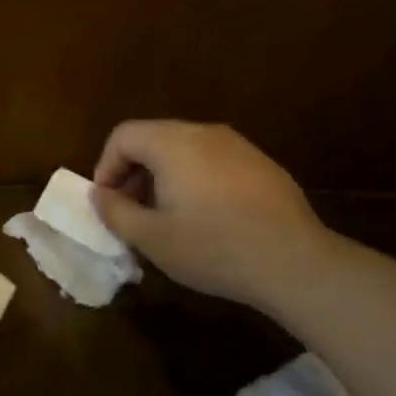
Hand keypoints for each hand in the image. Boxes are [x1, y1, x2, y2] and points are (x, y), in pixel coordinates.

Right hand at [91, 120, 336, 309]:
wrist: (295, 263)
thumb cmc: (213, 248)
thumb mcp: (152, 238)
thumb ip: (116, 212)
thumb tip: (101, 194)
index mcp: (173, 143)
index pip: (123, 136)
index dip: (106, 167)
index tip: (108, 203)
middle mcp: (205, 133)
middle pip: (153, 138)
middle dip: (133, 172)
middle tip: (132, 212)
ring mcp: (239, 146)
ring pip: (185, 149)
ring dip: (164, 177)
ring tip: (166, 217)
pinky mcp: (262, 164)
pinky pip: (214, 161)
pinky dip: (195, 180)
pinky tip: (207, 218)